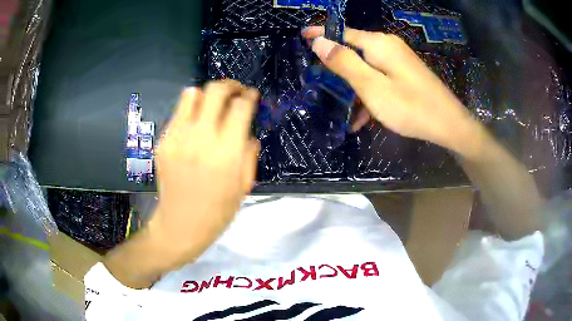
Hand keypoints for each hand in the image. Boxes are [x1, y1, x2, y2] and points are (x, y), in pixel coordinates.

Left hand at [150, 80, 259, 263]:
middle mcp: (200, 138)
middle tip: (235, 91)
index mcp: (226, 152)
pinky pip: (178, 113)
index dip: (249, 96)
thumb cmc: (217, 211)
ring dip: (207, 94)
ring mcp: (177, 138)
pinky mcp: (163, 142)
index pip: (240, 107)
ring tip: (213, 104)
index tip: (251, 95)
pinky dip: (190, 111)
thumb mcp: (244, 185)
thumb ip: (249, 153)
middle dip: (229, 85)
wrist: (180, 225)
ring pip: (192, 95)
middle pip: (215, 91)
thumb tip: (248, 132)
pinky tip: (195, 124)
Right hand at [302, 27, 485, 158]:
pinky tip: (365, 117)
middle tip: (322, 85)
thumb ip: (344, 63)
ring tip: (345, 114)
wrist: (449, 124)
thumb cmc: (410, 107)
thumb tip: (319, 41)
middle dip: (338, 68)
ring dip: (355, 88)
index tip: (303, 36)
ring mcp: (399, 60)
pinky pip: (381, 78)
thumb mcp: (372, 87)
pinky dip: (371, 93)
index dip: (322, 34)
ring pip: (367, 68)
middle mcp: (388, 46)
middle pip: (354, 50)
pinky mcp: (405, 73)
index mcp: (378, 44)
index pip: (342, 32)